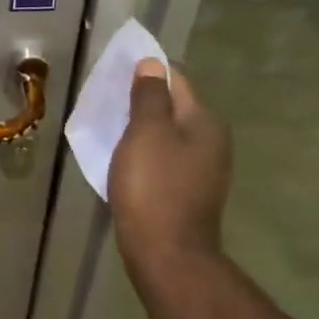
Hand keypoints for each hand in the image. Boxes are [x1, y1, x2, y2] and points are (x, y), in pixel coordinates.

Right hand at [109, 60, 233, 271]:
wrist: (166, 254)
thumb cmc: (154, 185)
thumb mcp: (146, 131)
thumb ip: (149, 95)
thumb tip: (152, 64)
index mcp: (205, 121)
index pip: (176, 79)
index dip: (146, 71)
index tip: (115, 74)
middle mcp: (211, 141)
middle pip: (173, 106)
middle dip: (142, 99)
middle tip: (107, 99)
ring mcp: (203, 169)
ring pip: (167, 133)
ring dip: (141, 126)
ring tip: (110, 126)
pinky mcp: (188, 191)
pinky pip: (164, 157)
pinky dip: (144, 151)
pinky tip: (124, 157)